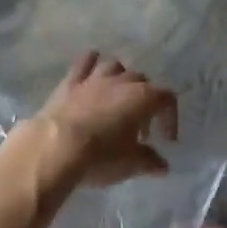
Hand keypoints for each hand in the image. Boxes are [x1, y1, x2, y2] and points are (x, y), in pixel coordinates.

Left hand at [33, 51, 177, 188]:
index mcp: (142, 97)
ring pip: (115, 66)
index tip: (166, 139)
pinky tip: (92, 70)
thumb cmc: (100, 156)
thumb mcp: (130, 164)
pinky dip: (91, 63)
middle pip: (142, 81)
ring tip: (118, 98)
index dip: (170, 117)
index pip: (167, 98)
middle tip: (140, 128)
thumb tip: (162, 165)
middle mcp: (121, 81)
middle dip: (145, 101)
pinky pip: (85, 62)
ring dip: (121, 79)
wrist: (56, 147)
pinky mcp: (71, 81)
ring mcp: (95, 77)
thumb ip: (149, 161)